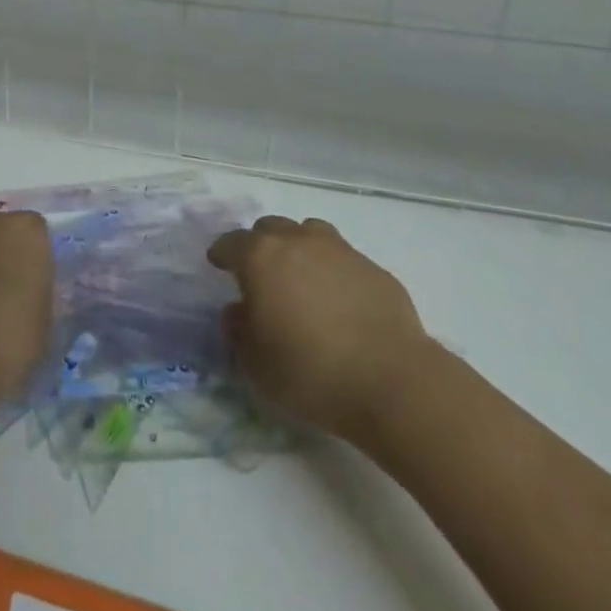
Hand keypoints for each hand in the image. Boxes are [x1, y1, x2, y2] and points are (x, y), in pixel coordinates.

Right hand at [207, 215, 434, 442]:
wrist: (392, 381)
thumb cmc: (310, 372)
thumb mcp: (256, 364)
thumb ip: (238, 331)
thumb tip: (237, 311)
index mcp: (261, 257)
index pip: (231, 242)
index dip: (222, 253)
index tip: (218, 264)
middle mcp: (297, 241)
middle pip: (270, 228)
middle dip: (260, 246)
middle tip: (261, 276)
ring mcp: (339, 250)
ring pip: (309, 234)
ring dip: (298, 249)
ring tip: (301, 280)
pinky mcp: (373, 268)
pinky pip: (342, 258)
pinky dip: (333, 271)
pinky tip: (339, 302)